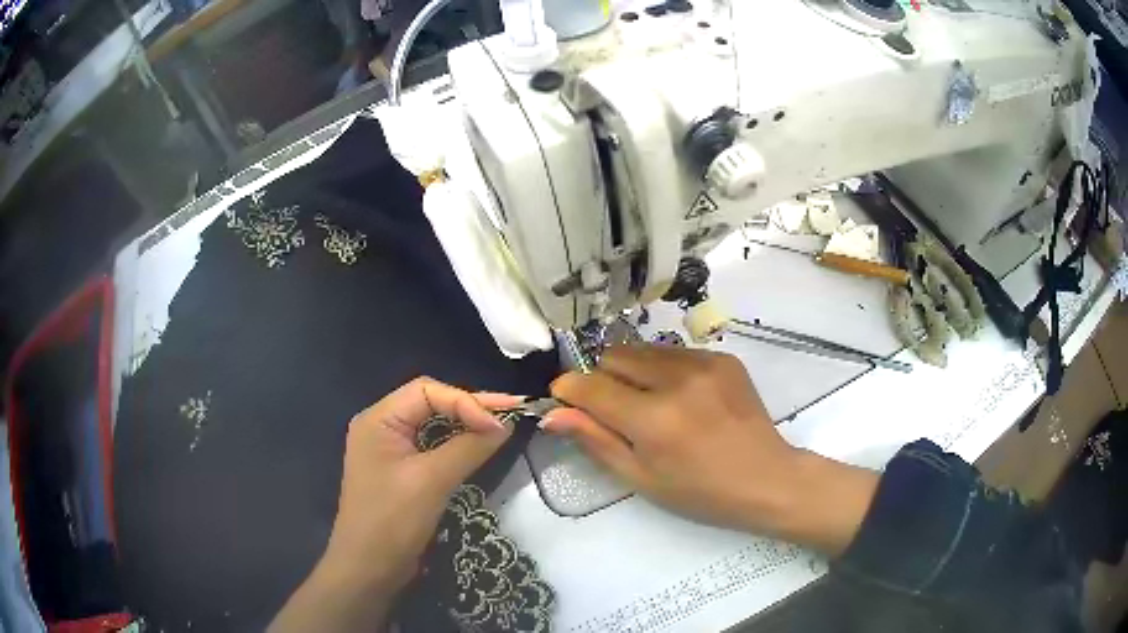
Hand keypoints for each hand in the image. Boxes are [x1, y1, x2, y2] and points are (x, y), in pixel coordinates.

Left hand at [270, 378, 517, 631]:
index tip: (499, 424)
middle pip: (430, 402)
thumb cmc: (392, 521)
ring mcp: (390, 450)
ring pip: (433, 424)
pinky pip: (432, 447)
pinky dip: (457, 444)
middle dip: (470, 407)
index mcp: (379, 419)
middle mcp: (382, 426)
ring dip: (466, 424)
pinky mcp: (401, 471)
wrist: (368, 569)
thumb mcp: (431, 481)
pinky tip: (479, 446)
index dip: (465, 401)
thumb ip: (468, 448)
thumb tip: (504, 425)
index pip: (426, 391)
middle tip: (512, 412)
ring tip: (502, 425)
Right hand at [545, 345, 877, 555]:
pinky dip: (663, 370)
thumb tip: (553, 414)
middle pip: (613, 357)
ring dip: (632, 372)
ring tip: (651, 404)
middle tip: (617, 412)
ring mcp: (704, 363)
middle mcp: (676, 380)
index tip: (564, 401)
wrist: (766, 478)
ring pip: (642, 349)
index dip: (569, 391)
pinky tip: (681, 398)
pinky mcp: (722, 357)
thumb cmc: (700, 491)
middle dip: (602, 380)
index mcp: (653, 419)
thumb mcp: (641, 478)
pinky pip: (673, 352)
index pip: (590, 386)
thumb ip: (596, 441)